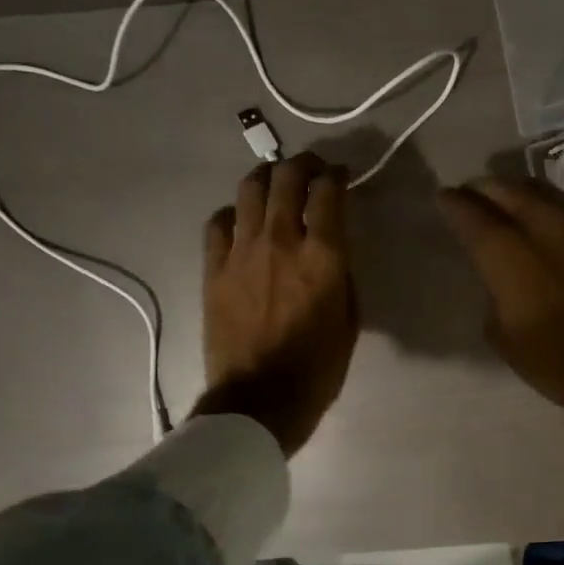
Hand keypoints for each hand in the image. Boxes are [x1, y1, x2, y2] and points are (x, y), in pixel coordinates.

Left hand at [194, 153, 357, 455]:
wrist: (259, 401)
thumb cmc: (316, 368)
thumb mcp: (350, 321)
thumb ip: (341, 276)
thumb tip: (331, 252)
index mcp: (323, 256)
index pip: (328, 192)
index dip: (336, 175)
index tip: (340, 175)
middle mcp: (281, 241)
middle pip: (286, 177)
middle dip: (302, 164)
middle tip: (311, 168)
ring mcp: (241, 252)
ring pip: (249, 189)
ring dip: (266, 177)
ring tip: (275, 182)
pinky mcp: (213, 269)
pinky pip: (218, 222)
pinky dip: (232, 212)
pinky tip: (240, 220)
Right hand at [436, 176, 563, 427]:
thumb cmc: (560, 364)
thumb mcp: (505, 340)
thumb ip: (495, 297)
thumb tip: (500, 281)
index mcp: (513, 261)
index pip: (477, 219)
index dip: (457, 204)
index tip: (444, 196)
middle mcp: (548, 233)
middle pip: (512, 193)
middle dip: (487, 188)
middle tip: (474, 190)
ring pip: (547, 193)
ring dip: (522, 189)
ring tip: (510, 193)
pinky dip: (555, 205)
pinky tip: (552, 214)